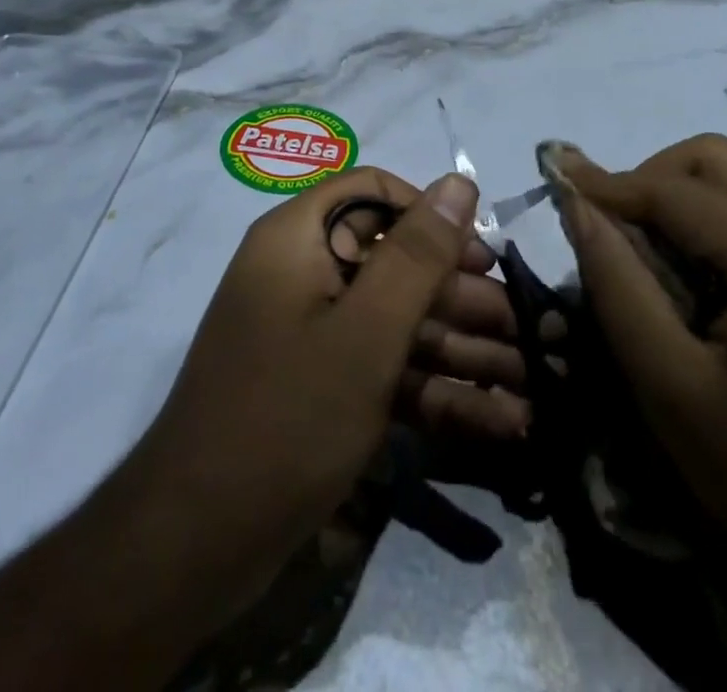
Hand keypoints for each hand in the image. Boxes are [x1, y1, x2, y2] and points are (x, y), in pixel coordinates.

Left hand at [125, 166, 502, 617]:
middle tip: (521, 331)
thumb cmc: (288, 416)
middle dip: (460, 299)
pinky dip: (434, 390)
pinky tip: (498, 419)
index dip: (429, 215)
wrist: (198, 544)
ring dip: (460, 350)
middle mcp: (304, 273)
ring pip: (397, 322)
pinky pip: (385, 368)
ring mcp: (312, 333)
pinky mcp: (322, 386)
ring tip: (528, 383)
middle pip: (394, 261)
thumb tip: (460, 182)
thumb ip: (417, 254)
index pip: (374, 192)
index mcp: (298, 238)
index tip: (479, 256)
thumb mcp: (366, 332)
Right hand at [545, 135, 726, 579]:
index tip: (554, 177)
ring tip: (646, 248)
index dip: (607, 182)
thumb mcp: (669, 384)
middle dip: (651, 177)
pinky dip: (717, 219)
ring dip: (684, 195)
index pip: (674, 190)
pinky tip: (697, 272)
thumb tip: (577, 205)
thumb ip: (616, 282)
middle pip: (717, 159)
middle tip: (610, 225)